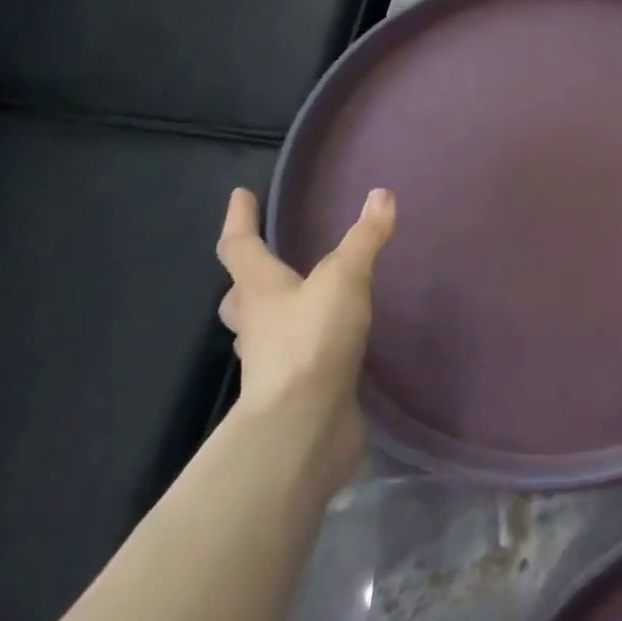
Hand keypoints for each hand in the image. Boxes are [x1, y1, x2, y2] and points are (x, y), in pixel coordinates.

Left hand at [215, 187, 395, 475]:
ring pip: (263, 331)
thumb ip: (364, 239)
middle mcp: (258, 326)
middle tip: (262, 263)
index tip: (239, 195)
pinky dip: (307, 347)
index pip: (240, 248)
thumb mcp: (344, 279)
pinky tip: (332, 344)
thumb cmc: (313, 341)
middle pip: (241, 296)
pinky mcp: (296, 390)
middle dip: (248, 279)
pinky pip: (295, 360)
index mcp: (260, 292)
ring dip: (274, 315)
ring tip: (301, 302)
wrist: (304, 426)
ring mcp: (272, 363)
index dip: (240, 220)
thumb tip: (382, 195)